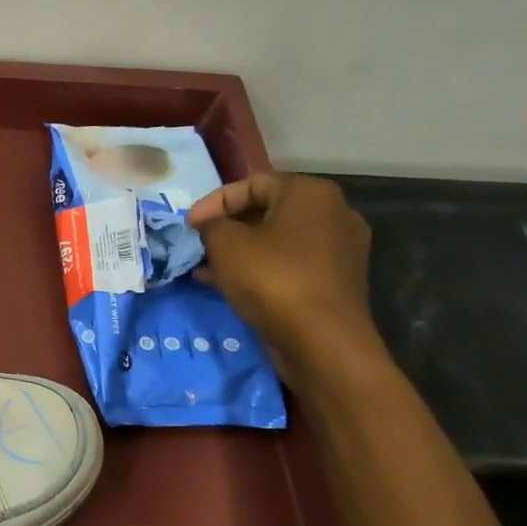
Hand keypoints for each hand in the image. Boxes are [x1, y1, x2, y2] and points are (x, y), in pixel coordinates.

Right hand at [186, 172, 385, 388]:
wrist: (322, 341)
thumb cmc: (272, 279)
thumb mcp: (226, 244)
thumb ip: (212, 226)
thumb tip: (211, 227)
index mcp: (310, 193)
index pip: (252, 183)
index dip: (213, 202)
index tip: (188, 225)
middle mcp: (333, 214)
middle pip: (267, 210)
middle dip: (226, 227)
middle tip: (197, 244)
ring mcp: (338, 249)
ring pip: (276, 241)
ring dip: (239, 251)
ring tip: (206, 268)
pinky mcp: (334, 281)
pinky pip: (288, 264)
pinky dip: (258, 269)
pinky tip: (228, 286)